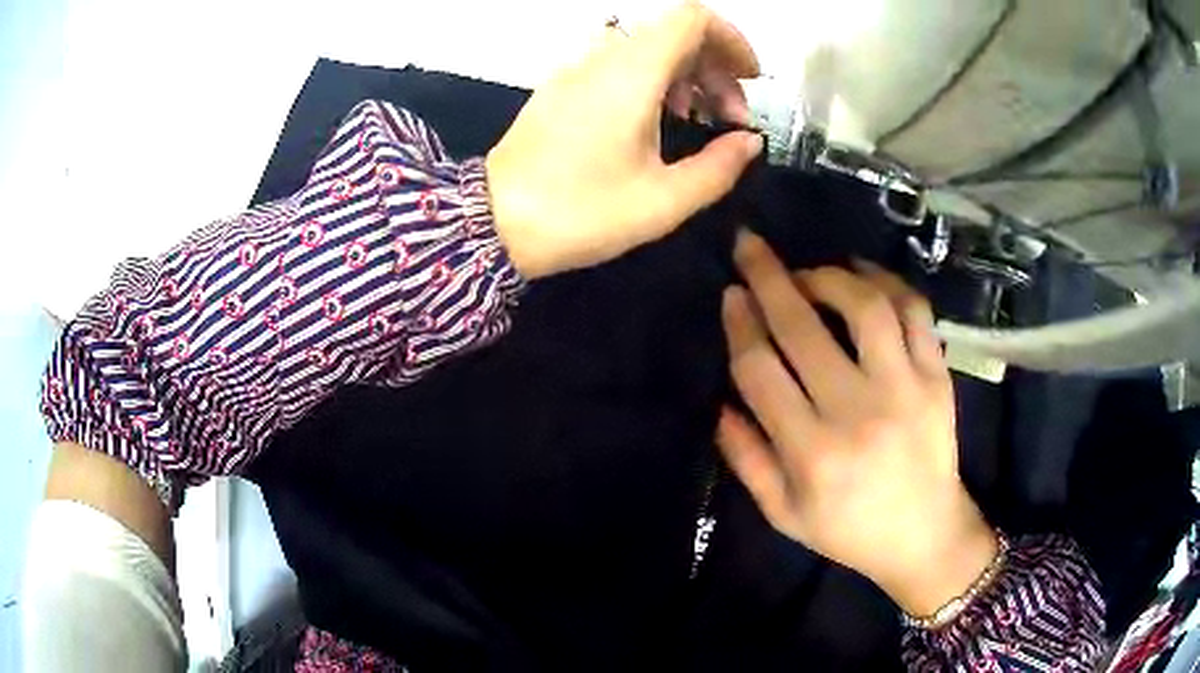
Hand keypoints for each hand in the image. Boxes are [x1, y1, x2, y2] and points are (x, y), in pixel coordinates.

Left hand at [486, 2, 763, 278]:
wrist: (493, 223)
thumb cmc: (580, 213)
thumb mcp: (663, 200)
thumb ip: (719, 167)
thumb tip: (751, 142)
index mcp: (632, 73)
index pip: (691, 18)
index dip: (730, 39)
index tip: (749, 78)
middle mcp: (602, 58)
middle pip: (673, 34)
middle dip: (714, 68)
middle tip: (730, 119)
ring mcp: (575, 70)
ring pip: (645, 49)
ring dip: (684, 75)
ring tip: (695, 120)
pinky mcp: (559, 88)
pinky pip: (616, 64)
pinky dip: (650, 81)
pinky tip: (653, 123)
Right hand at [718, 232, 996, 616]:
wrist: (924, 536)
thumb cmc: (849, 531)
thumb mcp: (783, 515)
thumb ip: (746, 460)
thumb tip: (721, 403)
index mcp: (811, 452)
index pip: (760, 370)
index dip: (740, 324)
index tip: (730, 295)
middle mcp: (857, 412)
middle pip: (803, 326)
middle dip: (768, 277)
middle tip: (750, 247)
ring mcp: (905, 388)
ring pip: (863, 306)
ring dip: (828, 276)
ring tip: (808, 273)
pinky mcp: (937, 377)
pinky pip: (914, 311)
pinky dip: (887, 281)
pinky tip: (862, 273)